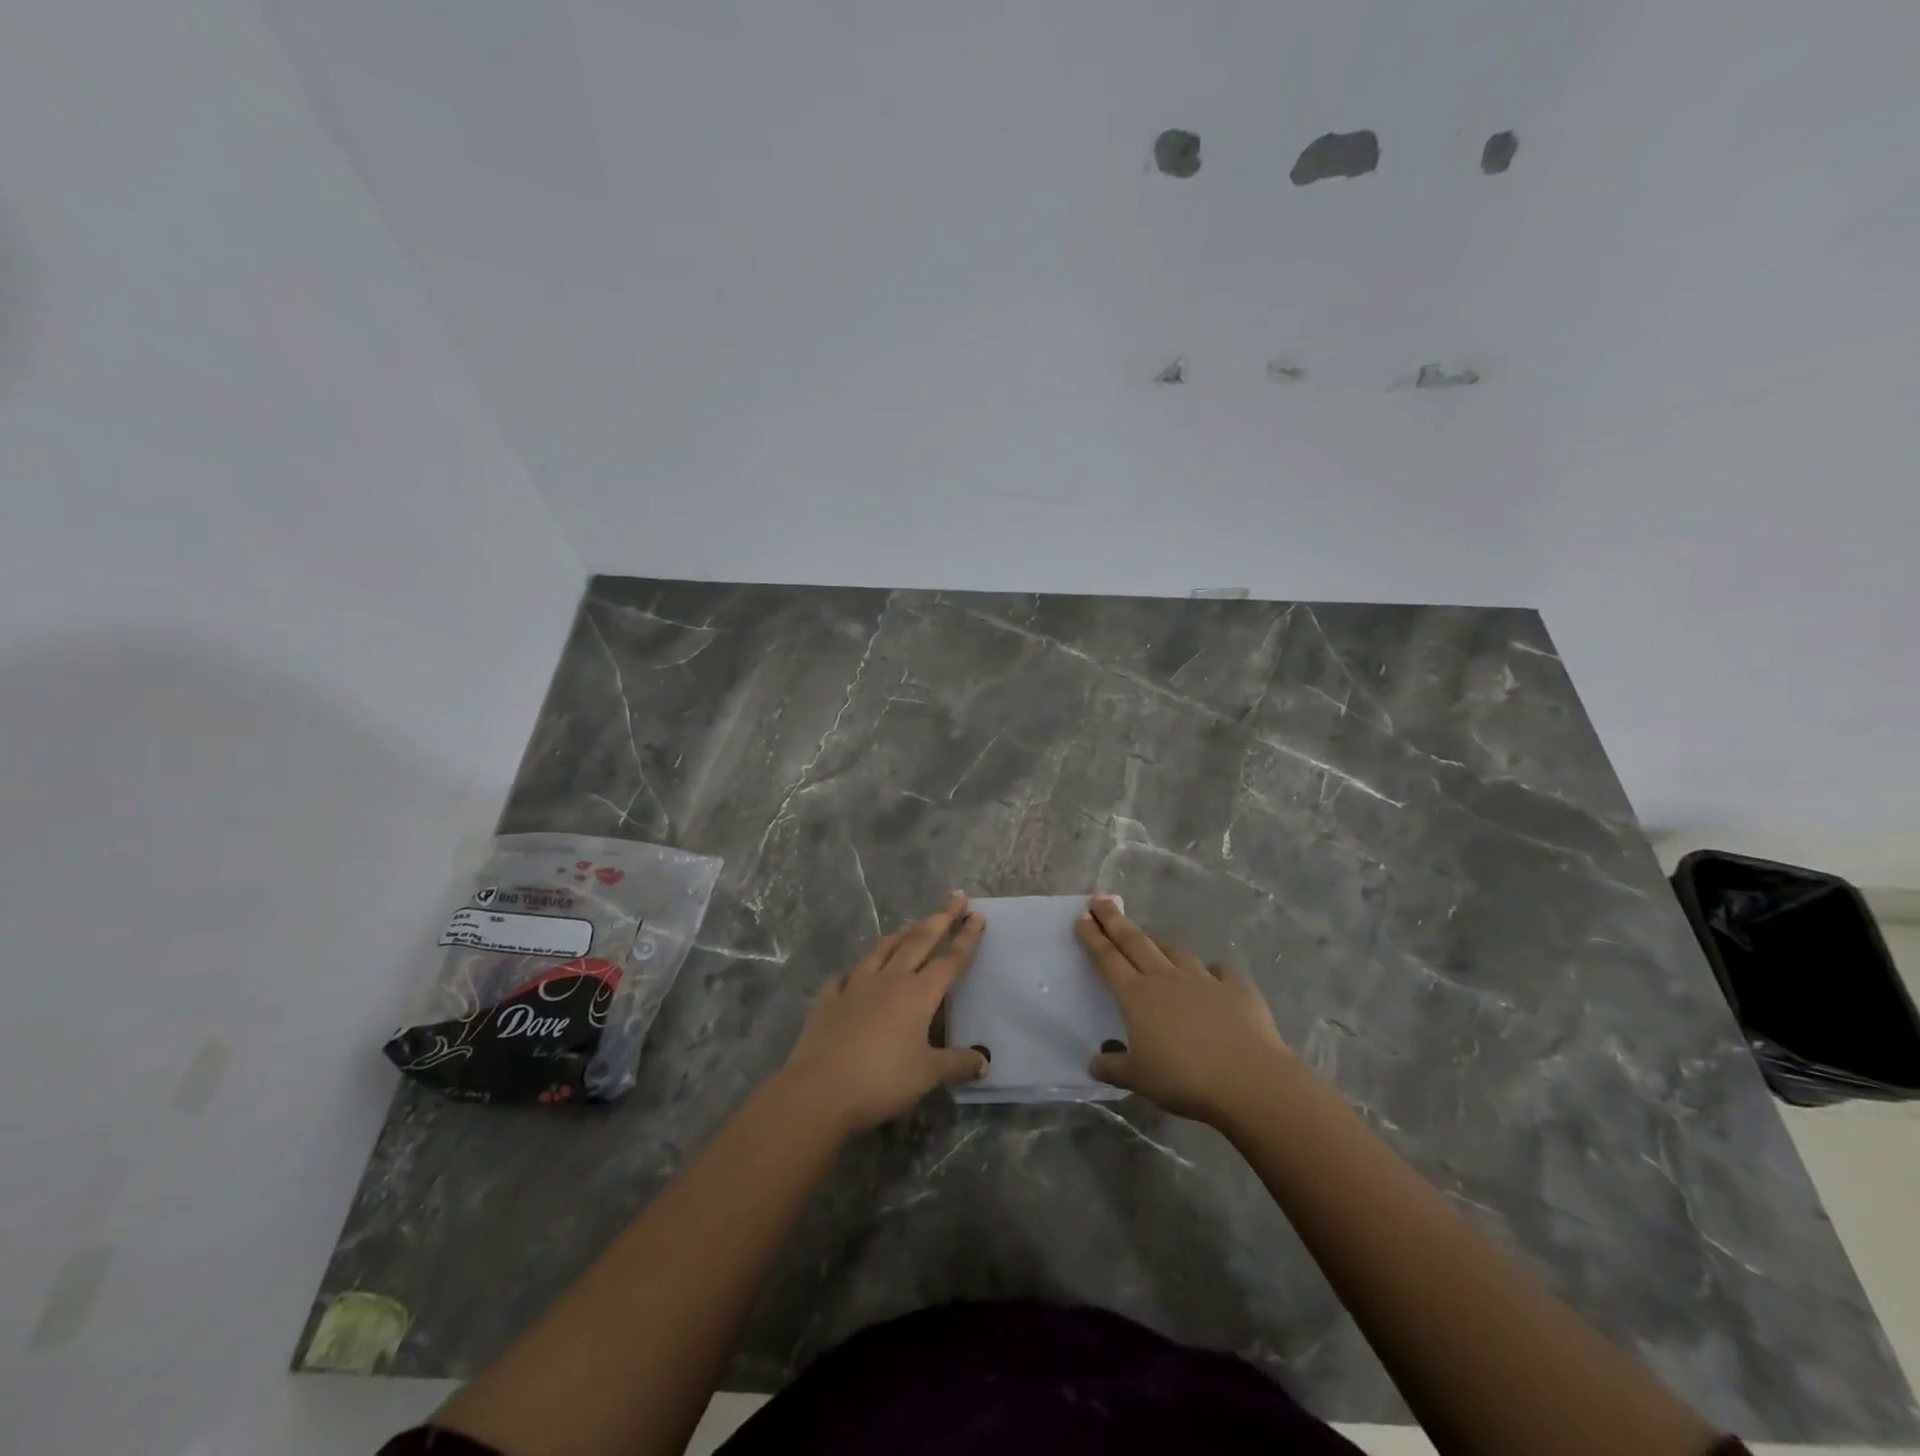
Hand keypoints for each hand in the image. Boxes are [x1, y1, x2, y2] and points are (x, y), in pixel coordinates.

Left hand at [780, 891, 988, 1132]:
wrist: (820, 1089)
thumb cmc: (882, 1079)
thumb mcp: (928, 1075)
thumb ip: (957, 1064)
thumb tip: (983, 1061)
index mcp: (918, 994)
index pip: (949, 960)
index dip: (966, 938)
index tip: (977, 915)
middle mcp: (889, 979)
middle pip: (919, 941)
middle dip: (940, 917)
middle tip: (955, 897)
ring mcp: (855, 985)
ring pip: (882, 949)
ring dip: (900, 934)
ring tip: (910, 924)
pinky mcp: (828, 999)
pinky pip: (845, 977)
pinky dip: (856, 970)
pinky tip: (855, 972)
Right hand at [1077, 895, 1291, 1126]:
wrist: (1248, 1079)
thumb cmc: (1183, 1079)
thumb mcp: (1138, 1079)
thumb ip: (1113, 1067)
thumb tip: (1094, 1062)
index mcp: (1137, 996)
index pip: (1107, 959)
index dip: (1092, 937)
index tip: (1082, 916)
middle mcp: (1166, 979)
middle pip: (1135, 942)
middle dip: (1115, 920)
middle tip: (1101, 899)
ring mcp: (1204, 980)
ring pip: (1175, 952)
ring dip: (1160, 943)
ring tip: (1152, 939)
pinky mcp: (1237, 989)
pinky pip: (1221, 972)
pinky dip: (1213, 970)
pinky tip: (1213, 973)